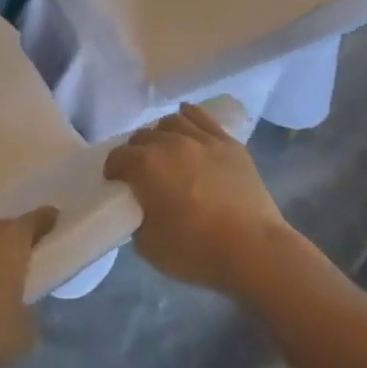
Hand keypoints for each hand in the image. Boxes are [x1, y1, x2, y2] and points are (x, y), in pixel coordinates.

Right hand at [105, 104, 289, 295]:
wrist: (253, 250)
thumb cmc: (196, 251)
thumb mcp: (148, 245)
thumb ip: (136, 218)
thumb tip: (140, 207)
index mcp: (146, 165)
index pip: (117, 157)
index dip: (113, 170)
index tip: (116, 183)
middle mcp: (170, 143)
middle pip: (142, 137)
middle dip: (135, 152)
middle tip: (140, 172)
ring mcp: (202, 140)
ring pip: (171, 122)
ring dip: (160, 134)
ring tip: (164, 149)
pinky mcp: (229, 144)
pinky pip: (203, 118)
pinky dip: (189, 116)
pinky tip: (186, 120)